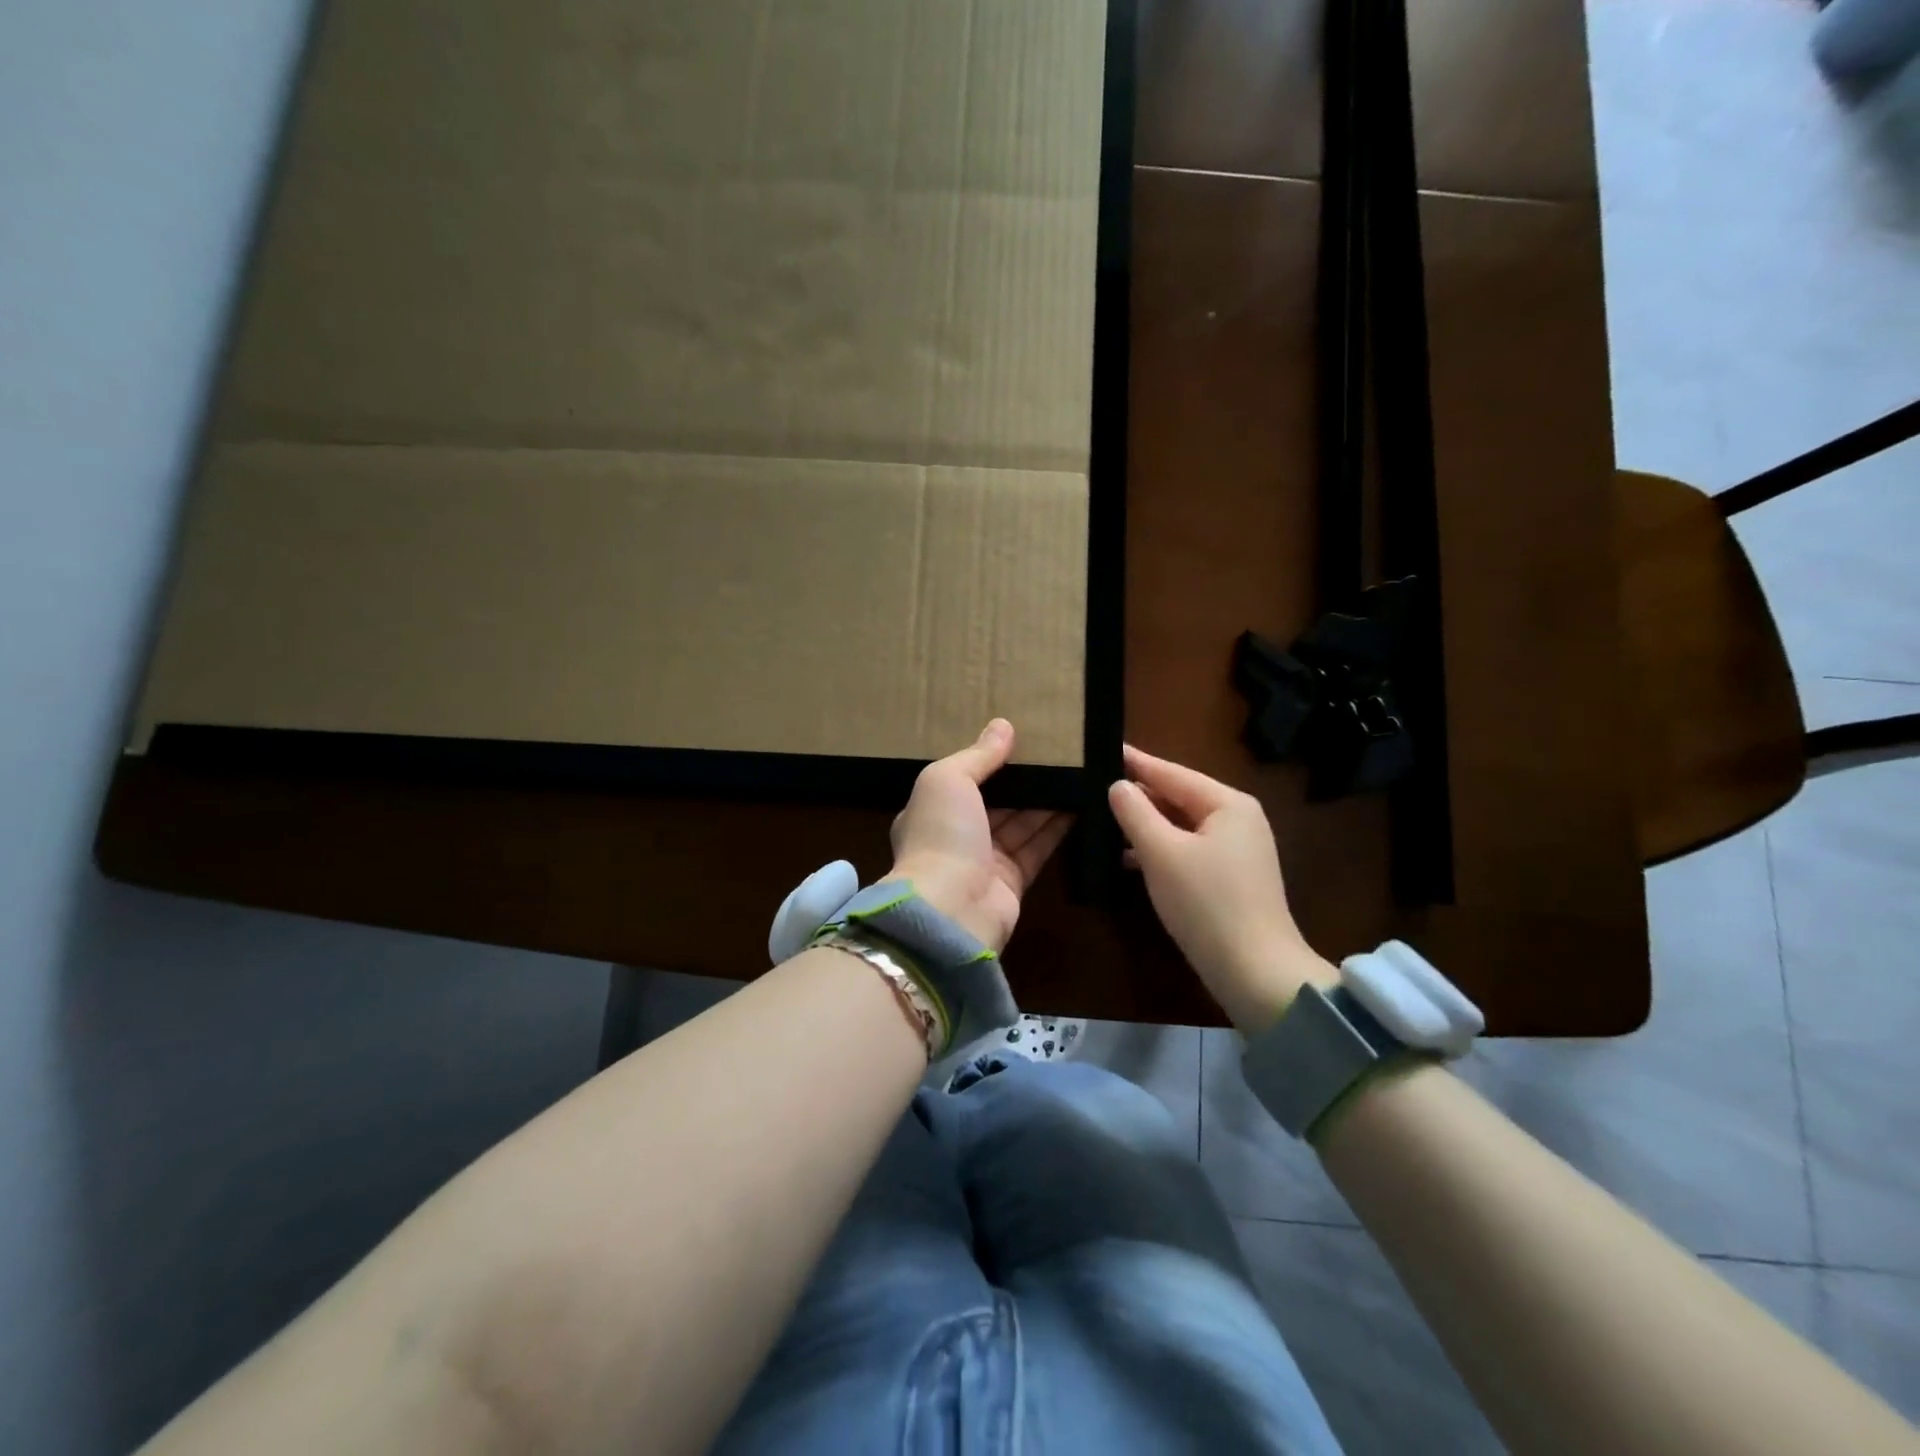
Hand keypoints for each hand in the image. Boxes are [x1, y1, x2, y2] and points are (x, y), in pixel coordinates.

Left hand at [889, 719, 1072, 953]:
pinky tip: (1082, 803)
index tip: (1021, 738)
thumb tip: (1003, 726)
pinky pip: (1038, 847)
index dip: (990, 760)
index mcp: (932, 809)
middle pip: (997, 800)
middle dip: (1024, 779)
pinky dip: (1058, 827)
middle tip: (1059, 752)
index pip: (963, 779)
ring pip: (1021, 822)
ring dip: (1047, 799)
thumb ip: (978, 755)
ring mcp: (986, 860)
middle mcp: (957, 835)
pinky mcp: (1014, 881)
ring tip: (1078, 770)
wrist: (950, 910)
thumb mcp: (949, 780)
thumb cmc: (942, 834)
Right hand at [1108, 744, 1335, 1032]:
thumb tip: (1117, 785)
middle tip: (1096, 782)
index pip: (1172, 772)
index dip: (1136, 761)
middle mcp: (1238, 819)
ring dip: (1146, 824)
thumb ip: (1135, 813)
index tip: (1105, 745)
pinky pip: (1188, 849)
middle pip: (1179, 796)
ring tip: (1104, 817)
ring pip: (1182, 825)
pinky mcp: (1231, 878)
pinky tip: (1129, 857)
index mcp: (1228, 804)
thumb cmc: (1206, 903)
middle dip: (1139, 793)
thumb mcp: (1161, 853)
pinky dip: (1160, 849)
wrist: (1255, 972)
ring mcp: (1238, 850)